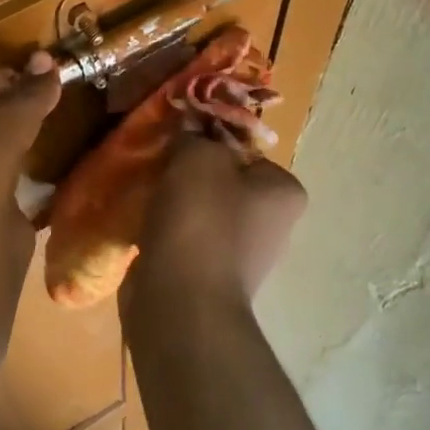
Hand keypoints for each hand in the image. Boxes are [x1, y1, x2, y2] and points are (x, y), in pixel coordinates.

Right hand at [122, 135, 306, 311]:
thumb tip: (191, 128)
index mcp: (284, 191)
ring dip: (175, 205)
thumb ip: (195, 135)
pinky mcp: (212, 278)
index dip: (209, 142)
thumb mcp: (196, 157)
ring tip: (147, 198)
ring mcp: (243, 256)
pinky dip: (168, 233)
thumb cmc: (200, 220)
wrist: (182, 301)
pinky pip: (187, 241)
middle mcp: (273, 224)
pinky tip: (145, 229)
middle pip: (224, 182)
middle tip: (159, 167)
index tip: (179, 144)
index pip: (246, 150)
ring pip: (203, 212)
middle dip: (190, 175)